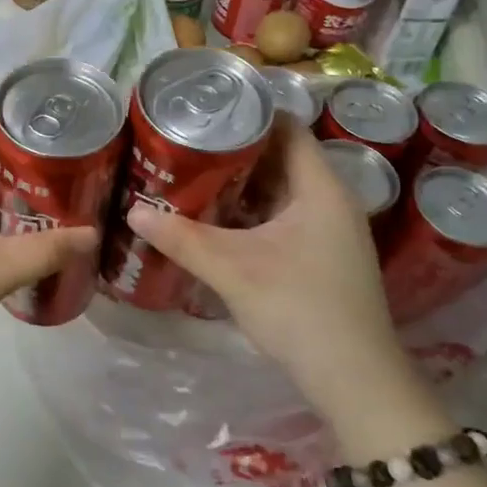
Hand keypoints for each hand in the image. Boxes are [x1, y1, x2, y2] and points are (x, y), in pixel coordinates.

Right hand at [125, 122, 427, 425]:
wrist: (354, 379)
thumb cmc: (299, 309)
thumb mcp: (232, 270)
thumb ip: (182, 238)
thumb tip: (132, 210)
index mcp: (320, 188)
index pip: (287, 127)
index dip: (248, 111)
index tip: (204, 107)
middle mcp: (330, 200)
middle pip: (280, 156)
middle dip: (234, 148)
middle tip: (186, 139)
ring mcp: (330, 230)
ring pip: (280, 189)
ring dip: (241, 182)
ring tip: (192, 171)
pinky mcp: (322, 254)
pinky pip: (282, 215)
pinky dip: (251, 210)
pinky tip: (216, 217)